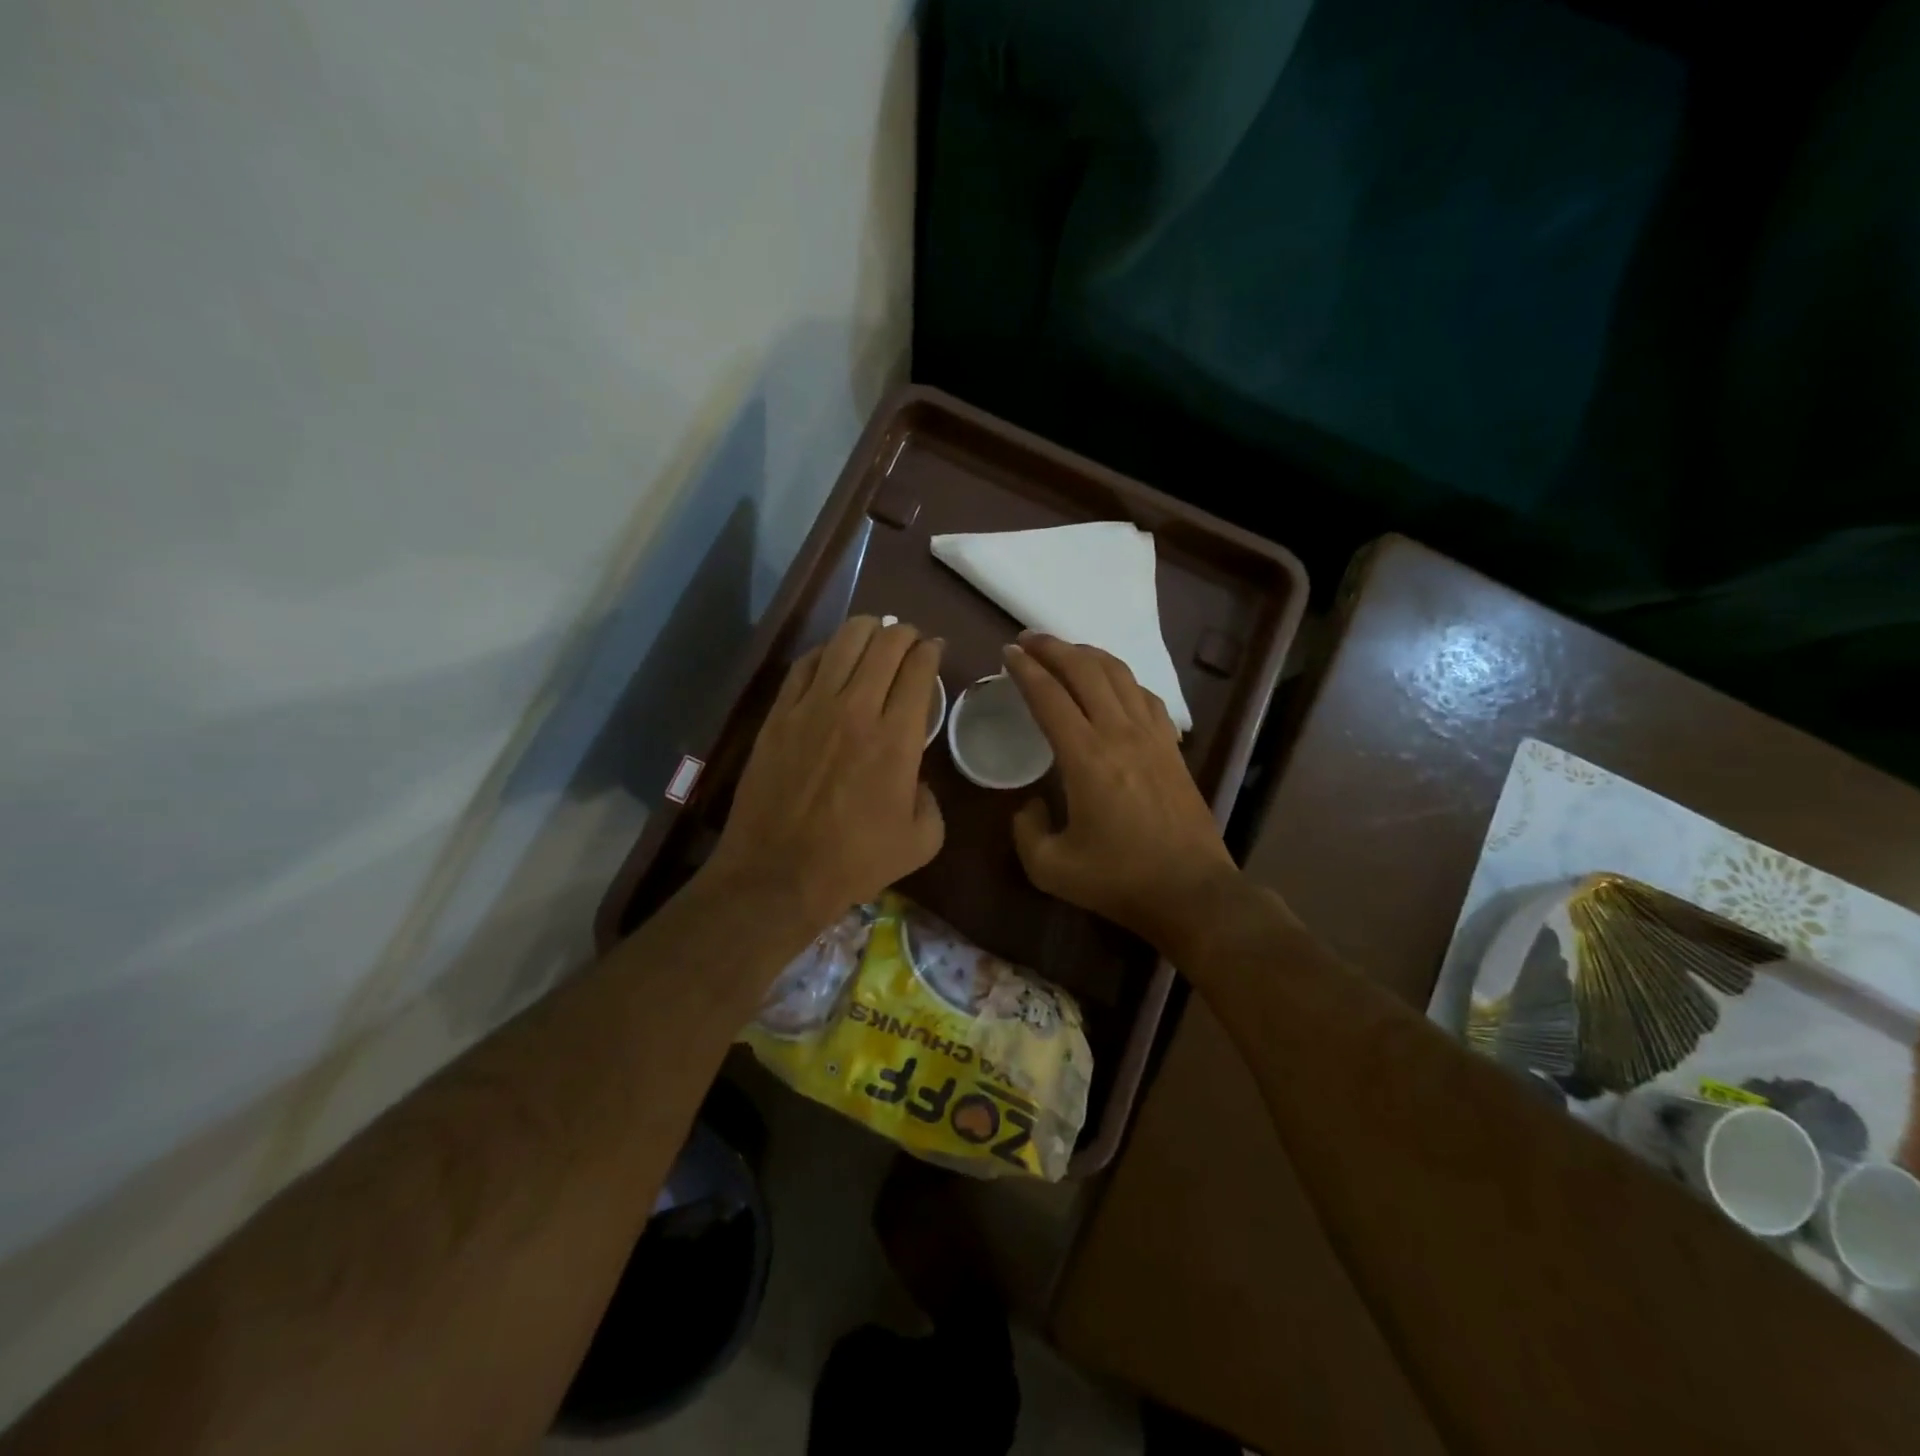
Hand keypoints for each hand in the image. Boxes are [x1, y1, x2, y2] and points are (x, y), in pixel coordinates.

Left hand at [705, 616, 944, 925]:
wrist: (778, 874)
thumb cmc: (855, 861)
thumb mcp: (922, 840)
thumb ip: (932, 800)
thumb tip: (917, 777)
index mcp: (898, 738)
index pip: (918, 669)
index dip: (930, 650)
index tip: (934, 649)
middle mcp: (857, 709)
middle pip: (885, 644)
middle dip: (903, 633)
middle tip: (908, 639)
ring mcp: (812, 708)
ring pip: (843, 642)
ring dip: (866, 630)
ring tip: (874, 633)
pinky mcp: (779, 715)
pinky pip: (805, 665)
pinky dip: (826, 651)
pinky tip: (833, 656)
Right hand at [1003, 633, 1238, 947]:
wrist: (1192, 892)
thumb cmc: (1119, 880)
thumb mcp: (1051, 868)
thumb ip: (1026, 830)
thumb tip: (1030, 804)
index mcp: (1086, 757)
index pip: (1050, 696)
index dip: (1025, 670)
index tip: (1007, 653)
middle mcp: (1120, 734)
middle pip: (1085, 671)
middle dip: (1053, 648)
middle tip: (1028, 639)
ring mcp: (1153, 736)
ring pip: (1119, 675)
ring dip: (1088, 655)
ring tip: (1065, 651)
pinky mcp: (1173, 747)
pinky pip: (1146, 696)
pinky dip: (1122, 679)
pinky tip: (1113, 684)